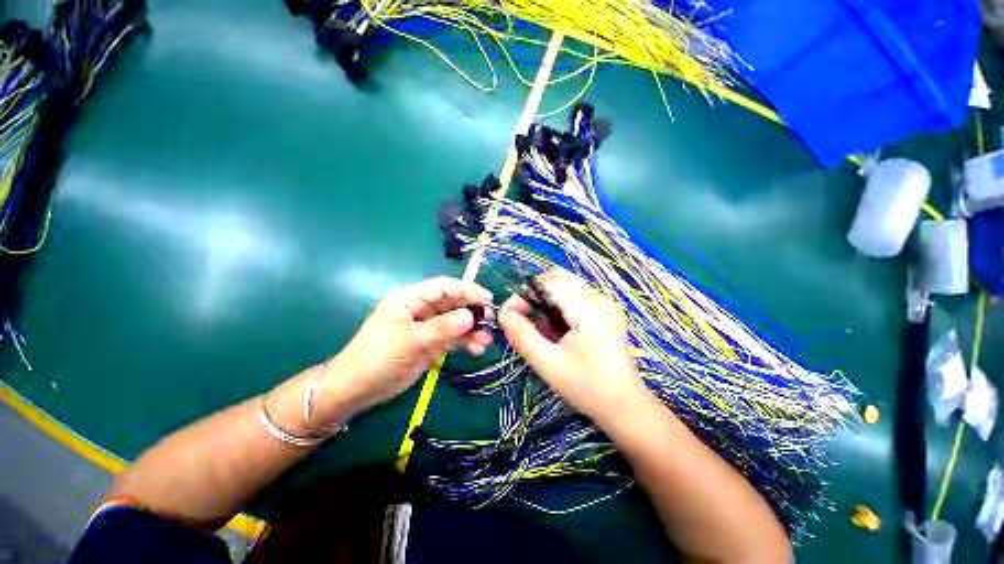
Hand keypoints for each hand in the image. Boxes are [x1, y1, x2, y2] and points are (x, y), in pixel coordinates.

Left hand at [313, 277, 493, 424]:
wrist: (357, 390)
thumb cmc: (378, 358)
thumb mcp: (411, 341)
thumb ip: (443, 327)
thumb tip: (472, 316)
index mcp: (412, 298)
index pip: (445, 287)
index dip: (468, 290)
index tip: (489, 299)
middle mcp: (422, 308)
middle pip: (454, 303)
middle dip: (473, 311)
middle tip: (491, 322)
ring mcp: (428, 326)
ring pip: (457, 321)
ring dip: (473, 329)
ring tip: (485, 341)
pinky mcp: (431, 342)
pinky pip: (454, 337)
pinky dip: (466, 341)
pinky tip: (477, 349)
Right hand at [498, 269, 647, 423]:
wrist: (625, 406)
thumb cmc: (587, 387)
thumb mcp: (548, 364)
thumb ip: (522, 336)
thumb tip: (503, 313)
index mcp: (587, 308)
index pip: (548, 282)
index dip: (524, 293)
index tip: (510, 314)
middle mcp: (598, 297)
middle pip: (557, 278)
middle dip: (534, 294)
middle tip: (523, 318)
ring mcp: (604, 303)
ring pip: (565, 286)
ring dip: (546, 300)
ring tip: (539, 327)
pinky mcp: (605, 311)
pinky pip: (575, 296)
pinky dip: (558, 306)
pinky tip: (556, 329)